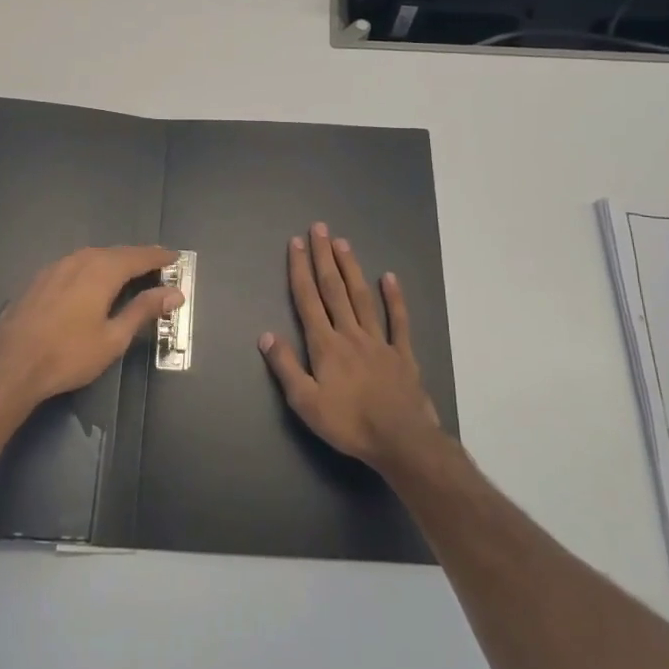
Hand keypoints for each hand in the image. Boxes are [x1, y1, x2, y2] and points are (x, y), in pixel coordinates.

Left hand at [0, 245, 182, 407]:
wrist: (9, 366)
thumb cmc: (67, 355)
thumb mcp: (113, 338)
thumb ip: (143, 310)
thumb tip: (175, 293)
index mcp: (101, 270)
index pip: (138, 256)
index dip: (158, 256)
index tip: (176, 257)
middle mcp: (79, 260)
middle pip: (115, 253)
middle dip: (137, 257)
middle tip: (157, 264)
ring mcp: (55, 267)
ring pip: (92, 257)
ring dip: (114, 261)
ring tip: (129, 272)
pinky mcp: (39, 279)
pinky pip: (75, 265)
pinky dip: (92, 268)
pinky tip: (92, 282)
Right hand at [259, 223, 439, 468]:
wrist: (400, 439)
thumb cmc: (348, 423)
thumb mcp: (305, 402)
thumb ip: (286, 367)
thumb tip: (266, 335)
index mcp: (325, 345)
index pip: (308, 300)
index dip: (300, 270)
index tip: (295, 243)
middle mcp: (350, 333)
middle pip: (334, 289)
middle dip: (324, 257)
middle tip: (319, 228)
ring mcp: (379, 340)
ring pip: (362, 297)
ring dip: (351, 268)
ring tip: (343, 242)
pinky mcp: (402, 353)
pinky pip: (398, 321)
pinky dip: (394, 298)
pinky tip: (389, 277)